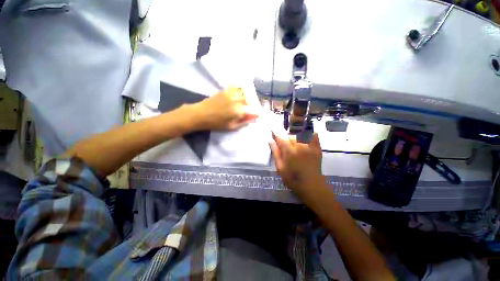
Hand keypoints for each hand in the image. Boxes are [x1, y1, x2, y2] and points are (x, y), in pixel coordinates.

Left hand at [193, 86, 259, 130]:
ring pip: (245, 93)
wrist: (200, 114)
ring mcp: (231, 93)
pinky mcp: (226, 90)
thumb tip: (254, 117)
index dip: (260, 113)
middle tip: (253, 111)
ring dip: (249, 98)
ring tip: (247, 104)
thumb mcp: (231, 127)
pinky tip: (241, 95)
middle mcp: (237, 99)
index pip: (254, 110)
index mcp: (238, 110)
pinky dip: (242, 90)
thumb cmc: (216, 123)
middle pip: (251, 100)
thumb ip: (244, 121)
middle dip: (254, 105)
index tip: (264, 115)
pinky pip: (238, 87)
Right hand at [269, 132, 324, 192]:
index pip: (281, 138)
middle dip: (285, 139)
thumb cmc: (293, 179)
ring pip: (300, 135)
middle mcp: (300, 146)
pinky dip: (309, 135)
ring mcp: (310, 146)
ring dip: (295, 138)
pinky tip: (305, 138)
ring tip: (294, 145)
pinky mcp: (317, 148)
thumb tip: (270, 140)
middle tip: (284, 145)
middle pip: (290, 136)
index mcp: (290, 152)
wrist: (311, 186)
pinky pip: (313, 136)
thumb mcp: (280, 168)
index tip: (272, 130)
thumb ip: (275, 152)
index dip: (276, 133)